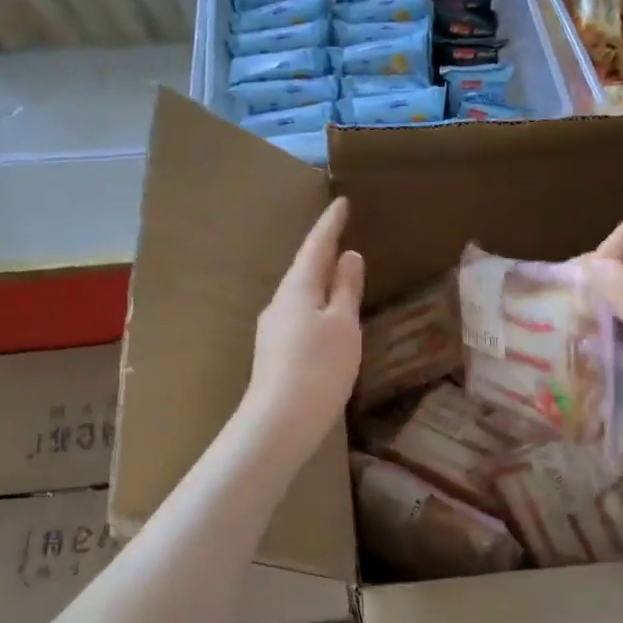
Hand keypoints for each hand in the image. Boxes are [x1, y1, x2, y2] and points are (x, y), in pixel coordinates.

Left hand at [240, 198, 364, 450]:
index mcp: (298, 288)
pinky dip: (316, 305)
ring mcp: (273, 328)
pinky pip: (299, 315)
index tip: (341, 201)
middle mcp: (280, 302)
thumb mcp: (342, 325)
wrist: (280, 420)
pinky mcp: (275, 351)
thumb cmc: (319, 367)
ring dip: (319, 279)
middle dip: (322, 251)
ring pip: (301, 293)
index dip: (330, 224)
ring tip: (337, 272)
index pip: (316, 246)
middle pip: (304, 268)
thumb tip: (348, 257)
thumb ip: (346, 289)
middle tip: (340, 233)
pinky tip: (326, 317)